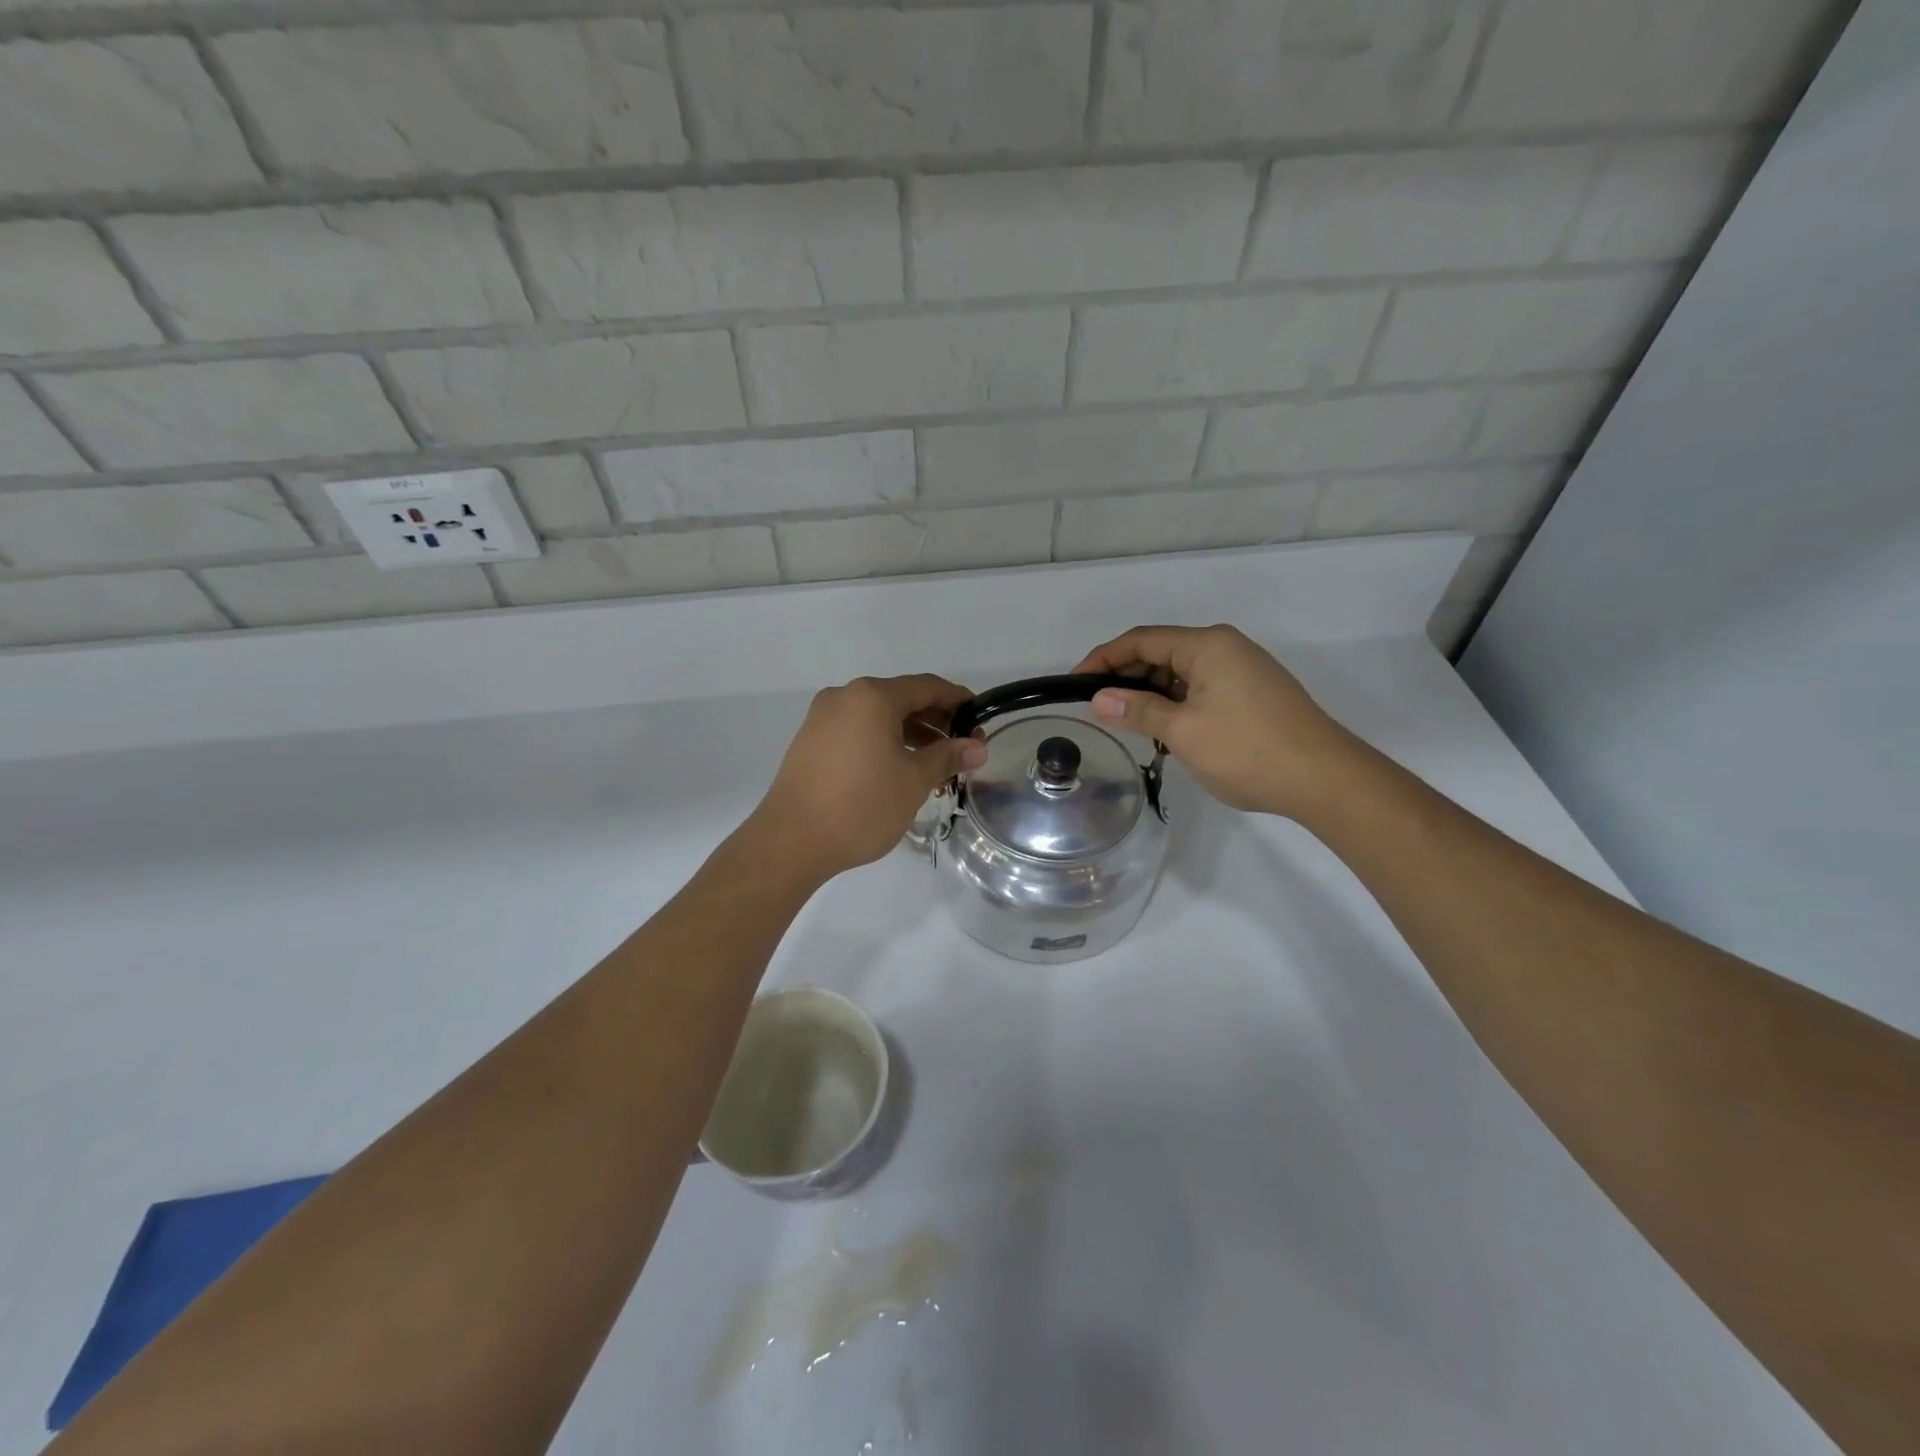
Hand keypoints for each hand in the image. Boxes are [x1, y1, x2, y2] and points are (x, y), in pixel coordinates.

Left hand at [748, 674, 987, 881]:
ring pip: (878, 717)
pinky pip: (857, 731)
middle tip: (962, 748)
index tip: (980, 719)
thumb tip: (977, 747)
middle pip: (901, 699)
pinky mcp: (811, 742)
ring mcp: (822, 719)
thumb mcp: (913, 781)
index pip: (926, 687)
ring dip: (910, 735)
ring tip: (935, 766)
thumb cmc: (861, 806)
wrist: (791, 842)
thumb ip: (947, 757)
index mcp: (872, 697)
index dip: (957, 700)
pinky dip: (884, 743)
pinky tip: (900, 770)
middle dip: (935, 721)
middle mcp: (844, 697)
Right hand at [1073, 625, 1360, 817]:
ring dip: (1151, 693)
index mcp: (1207, 645)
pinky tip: (1165, 729)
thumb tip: (1098, 699)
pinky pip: (1201, 687)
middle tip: (1097, 707)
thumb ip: (1137, 711)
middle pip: (1161, 651)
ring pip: (1181, 672)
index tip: (1074, 683)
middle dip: (1126, 676)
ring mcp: (1243, 669)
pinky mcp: (1253, 692)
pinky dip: (1176, 702)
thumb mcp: (1183, 732)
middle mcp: (1225, 647)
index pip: (1141, 640)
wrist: (1325, 779)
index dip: (1103, 658)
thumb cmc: (1247, 750)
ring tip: (1128, 723)